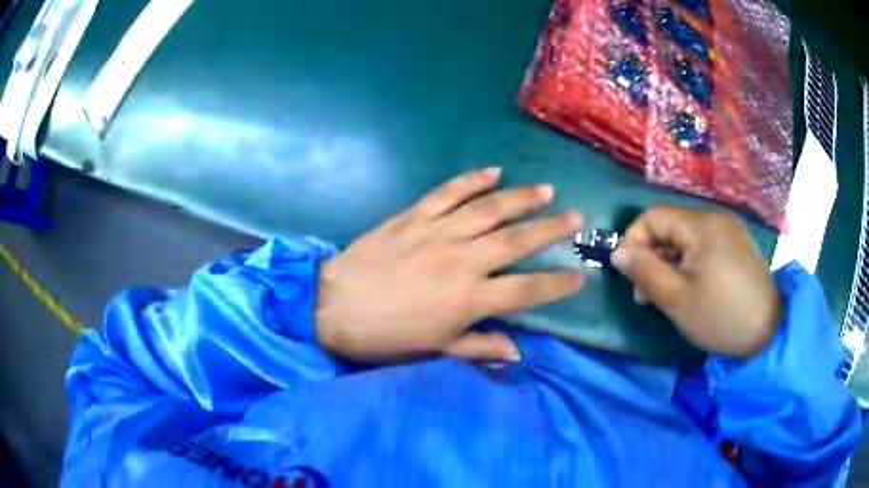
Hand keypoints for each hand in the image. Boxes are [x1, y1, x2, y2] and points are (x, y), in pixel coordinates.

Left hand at [315, 168, 583, 362]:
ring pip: (490, 209)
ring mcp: (438, 233)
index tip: (579, 275)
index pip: (526, 290)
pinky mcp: (414, 216)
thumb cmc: (385, 335)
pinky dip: (472, 180)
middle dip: (551, 229)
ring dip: (521, 198)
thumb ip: (478, 347)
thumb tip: (517, 353)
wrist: (333, 305)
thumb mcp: (433, 350)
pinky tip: (493, 171)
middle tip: (576, 217)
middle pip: (517, 240)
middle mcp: (462, 261)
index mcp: (469, 300)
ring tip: (546, 190)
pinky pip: (449, 192)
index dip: (557, 284)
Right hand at [611, 206, 780, 358]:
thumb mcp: (677, 300)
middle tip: (648, 294)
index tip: (631, 275)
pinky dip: (691, 261)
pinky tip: (694, 286)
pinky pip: (705, 243)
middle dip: (653, 255)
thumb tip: (618, 252)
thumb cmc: (721, 317)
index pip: (654, 216)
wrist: (769, 331)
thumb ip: (645, 272)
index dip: (635, 240)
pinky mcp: (738, 243)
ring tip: (671, 294)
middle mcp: (716, 218)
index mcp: (701, 226)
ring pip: (687, 236)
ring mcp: (730, 229)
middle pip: (671, 225)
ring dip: (671, 260)